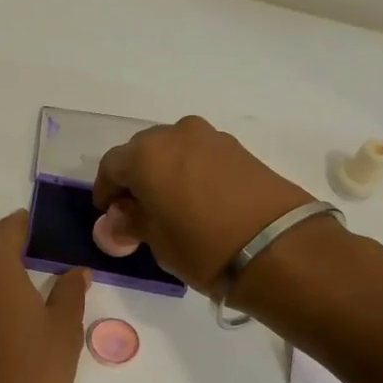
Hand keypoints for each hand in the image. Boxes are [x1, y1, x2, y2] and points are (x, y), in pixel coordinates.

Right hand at [93, 116, 312, 290]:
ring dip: (165, 170)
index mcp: (145, 155)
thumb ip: (133, 221)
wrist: (277, 247)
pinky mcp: (238, 148)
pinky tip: (196, 198)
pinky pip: (200, 154)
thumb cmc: (202, 246)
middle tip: (137, 207)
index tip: (109, 212)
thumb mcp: (157, 241)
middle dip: (135, 176)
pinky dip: (191, 171)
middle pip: (142, 151)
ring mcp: (210, 137)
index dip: (105, 190)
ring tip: (169, 202)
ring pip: (173, 149)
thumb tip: (122, 216)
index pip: (111, 166)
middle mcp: (174, 135)